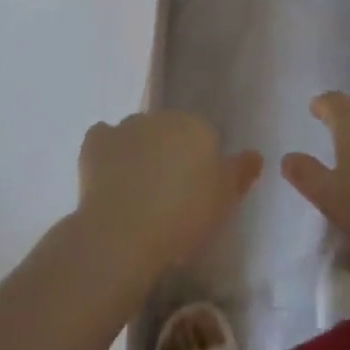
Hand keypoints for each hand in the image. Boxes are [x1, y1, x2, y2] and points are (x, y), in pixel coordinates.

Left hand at [77, 112, 261, 273]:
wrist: (124, 233)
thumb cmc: (183, 218)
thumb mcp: (225, 201)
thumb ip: (241, 172)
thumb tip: (254, 154)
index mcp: (196, 127)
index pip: (203, 137)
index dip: (200, 164)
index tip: (195, 193)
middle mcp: (161, 117)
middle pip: (169, 132)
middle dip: (169, 154)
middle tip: (168, 195)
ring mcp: (125, 126)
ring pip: (137, 134)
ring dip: (139, 153)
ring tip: (137, 193)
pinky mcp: (95, 142)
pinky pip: (104, 141)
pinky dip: (106, 153)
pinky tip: (108, 178)